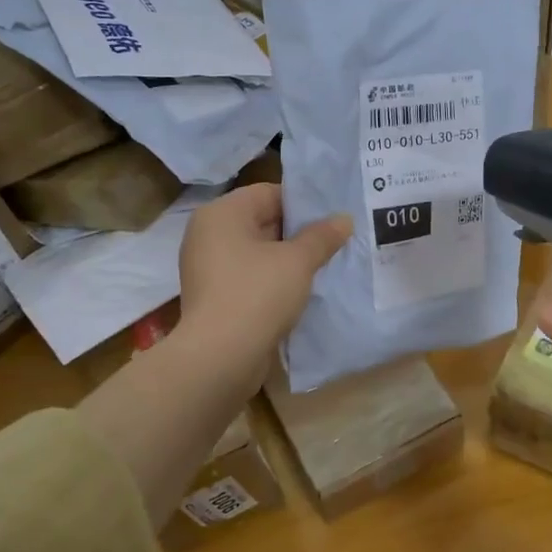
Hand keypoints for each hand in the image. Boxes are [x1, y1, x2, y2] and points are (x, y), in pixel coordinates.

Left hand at [176, 184, 351, 391]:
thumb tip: (344, 219)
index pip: (269, 193)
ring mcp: (208, 267)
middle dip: (299, 232)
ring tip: (324, 264)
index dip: (304, 203)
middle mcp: (208, 234)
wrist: (220, 357)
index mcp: (222, 214)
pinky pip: (249, 277)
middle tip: (336, 239)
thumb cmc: (257, 294)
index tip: (334, 217)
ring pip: (258, 252)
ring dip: (288, 258)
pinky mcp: (214, 296)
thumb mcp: (298, 261)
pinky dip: (272, 280)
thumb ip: (322, 237)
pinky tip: (301, 290)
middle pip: (262, 221)